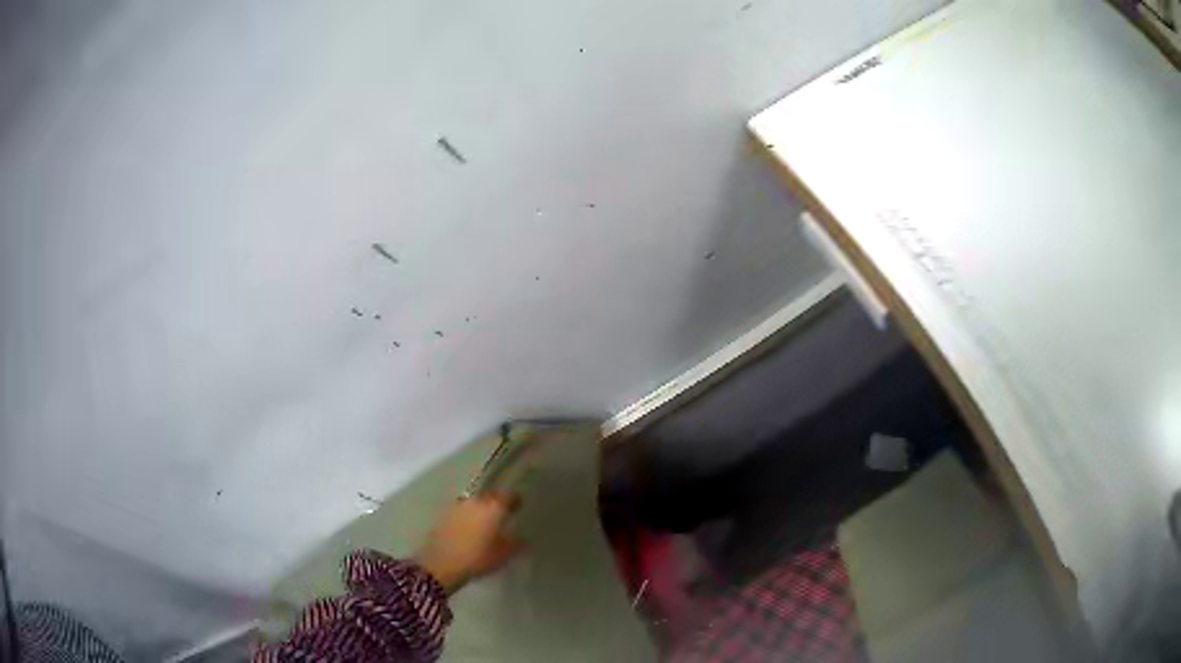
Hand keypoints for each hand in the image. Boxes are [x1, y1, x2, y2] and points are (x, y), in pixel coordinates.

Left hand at [416, 492, 523, 593]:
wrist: (441, 563)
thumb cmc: (477, 558)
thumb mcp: (503, 555)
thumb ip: (515, 543)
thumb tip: (522, 537)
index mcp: (494, 507)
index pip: (509, 495)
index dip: (515, 501)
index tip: (517, 508)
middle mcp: (476, 501)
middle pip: (491, 495)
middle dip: (497, 503)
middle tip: (502, 515)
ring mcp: (458, 505)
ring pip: (475, 502)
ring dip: (481, 509)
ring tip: (484, 522)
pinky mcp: (445, 514)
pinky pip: (462, 510)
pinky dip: (468, 515)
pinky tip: (469, 528)